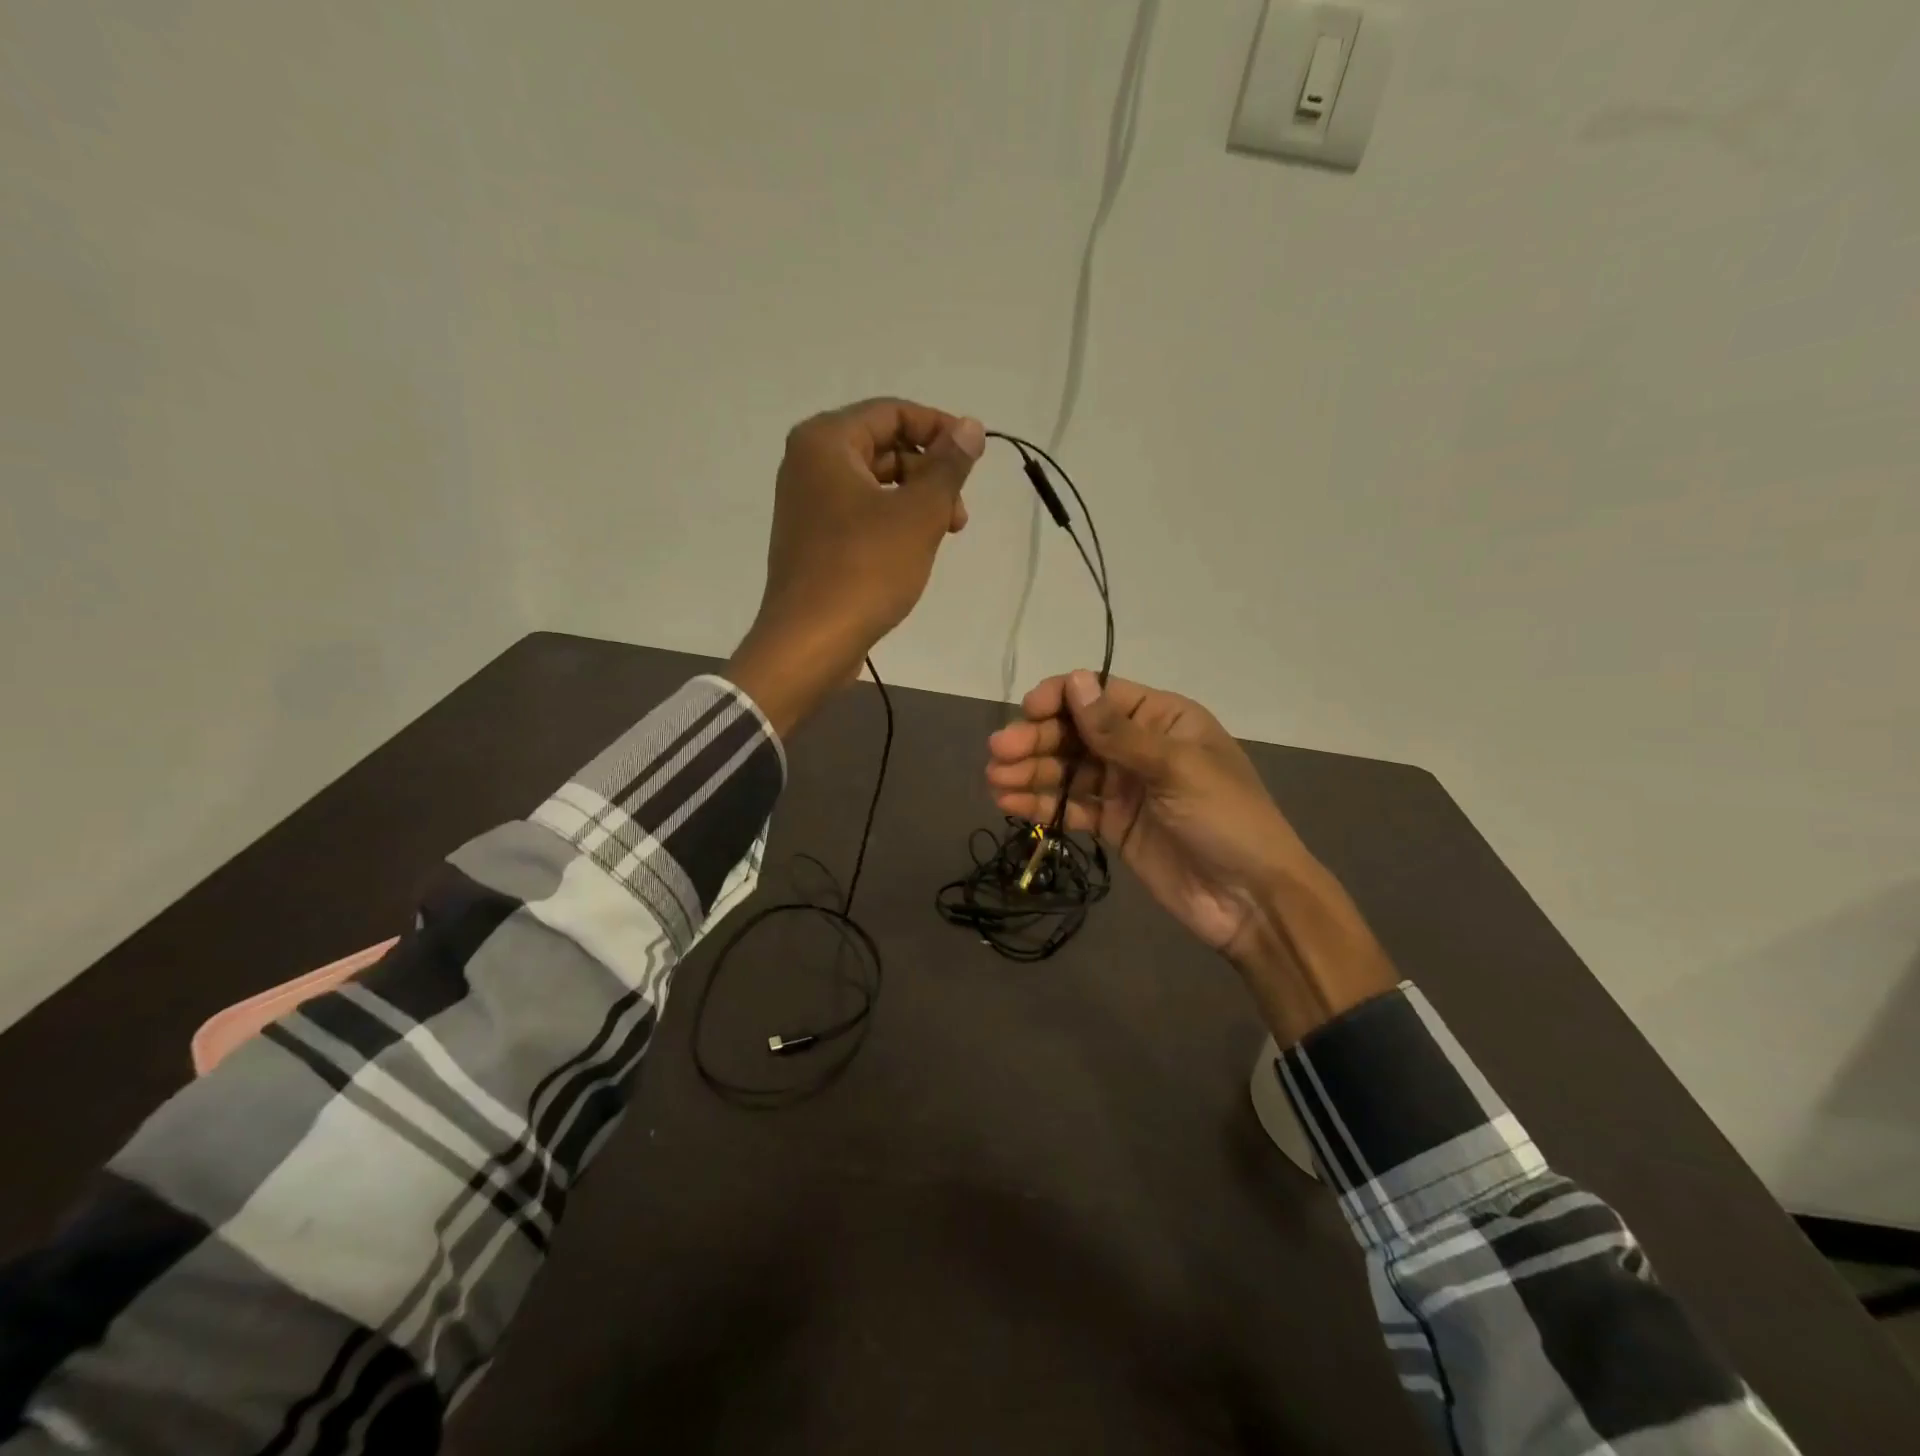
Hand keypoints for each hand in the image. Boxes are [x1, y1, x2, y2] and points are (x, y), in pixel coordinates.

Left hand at [727, 398, 983, 736]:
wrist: (810, 642)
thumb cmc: (866, 570)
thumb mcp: (919, 513)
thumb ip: (949, 466)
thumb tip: (970, 426)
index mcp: (826, 442)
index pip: (892, 412)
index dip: (939, 429)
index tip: (975, 459)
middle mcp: (808, 463)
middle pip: (883, 446)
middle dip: (929, 473)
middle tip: (959, 514)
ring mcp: (806, 504)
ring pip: (874, 484)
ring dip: (915, 501)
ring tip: (943, 535)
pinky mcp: (811, 539)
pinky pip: (859, 513)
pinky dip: (892, 522)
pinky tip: (913, 551)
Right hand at [986, 671, 1397, 1045]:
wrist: (1252, 900)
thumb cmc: (1226, 819)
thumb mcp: (1177, 768)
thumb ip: (1120, 732)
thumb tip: (1073, 681)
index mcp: (1162, 719)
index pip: (1100, 695)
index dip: (1060, 698)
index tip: (1027, 712)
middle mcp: (1138, 746)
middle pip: (1076, 733)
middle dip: (1037, 740)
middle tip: (998, 754)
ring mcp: (1124, 787)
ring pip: (1067, 770)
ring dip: (1030, 772)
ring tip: (995, 780)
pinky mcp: (1113, 825)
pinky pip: (1071, 807)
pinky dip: (1041, 804)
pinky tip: (1009, 804)